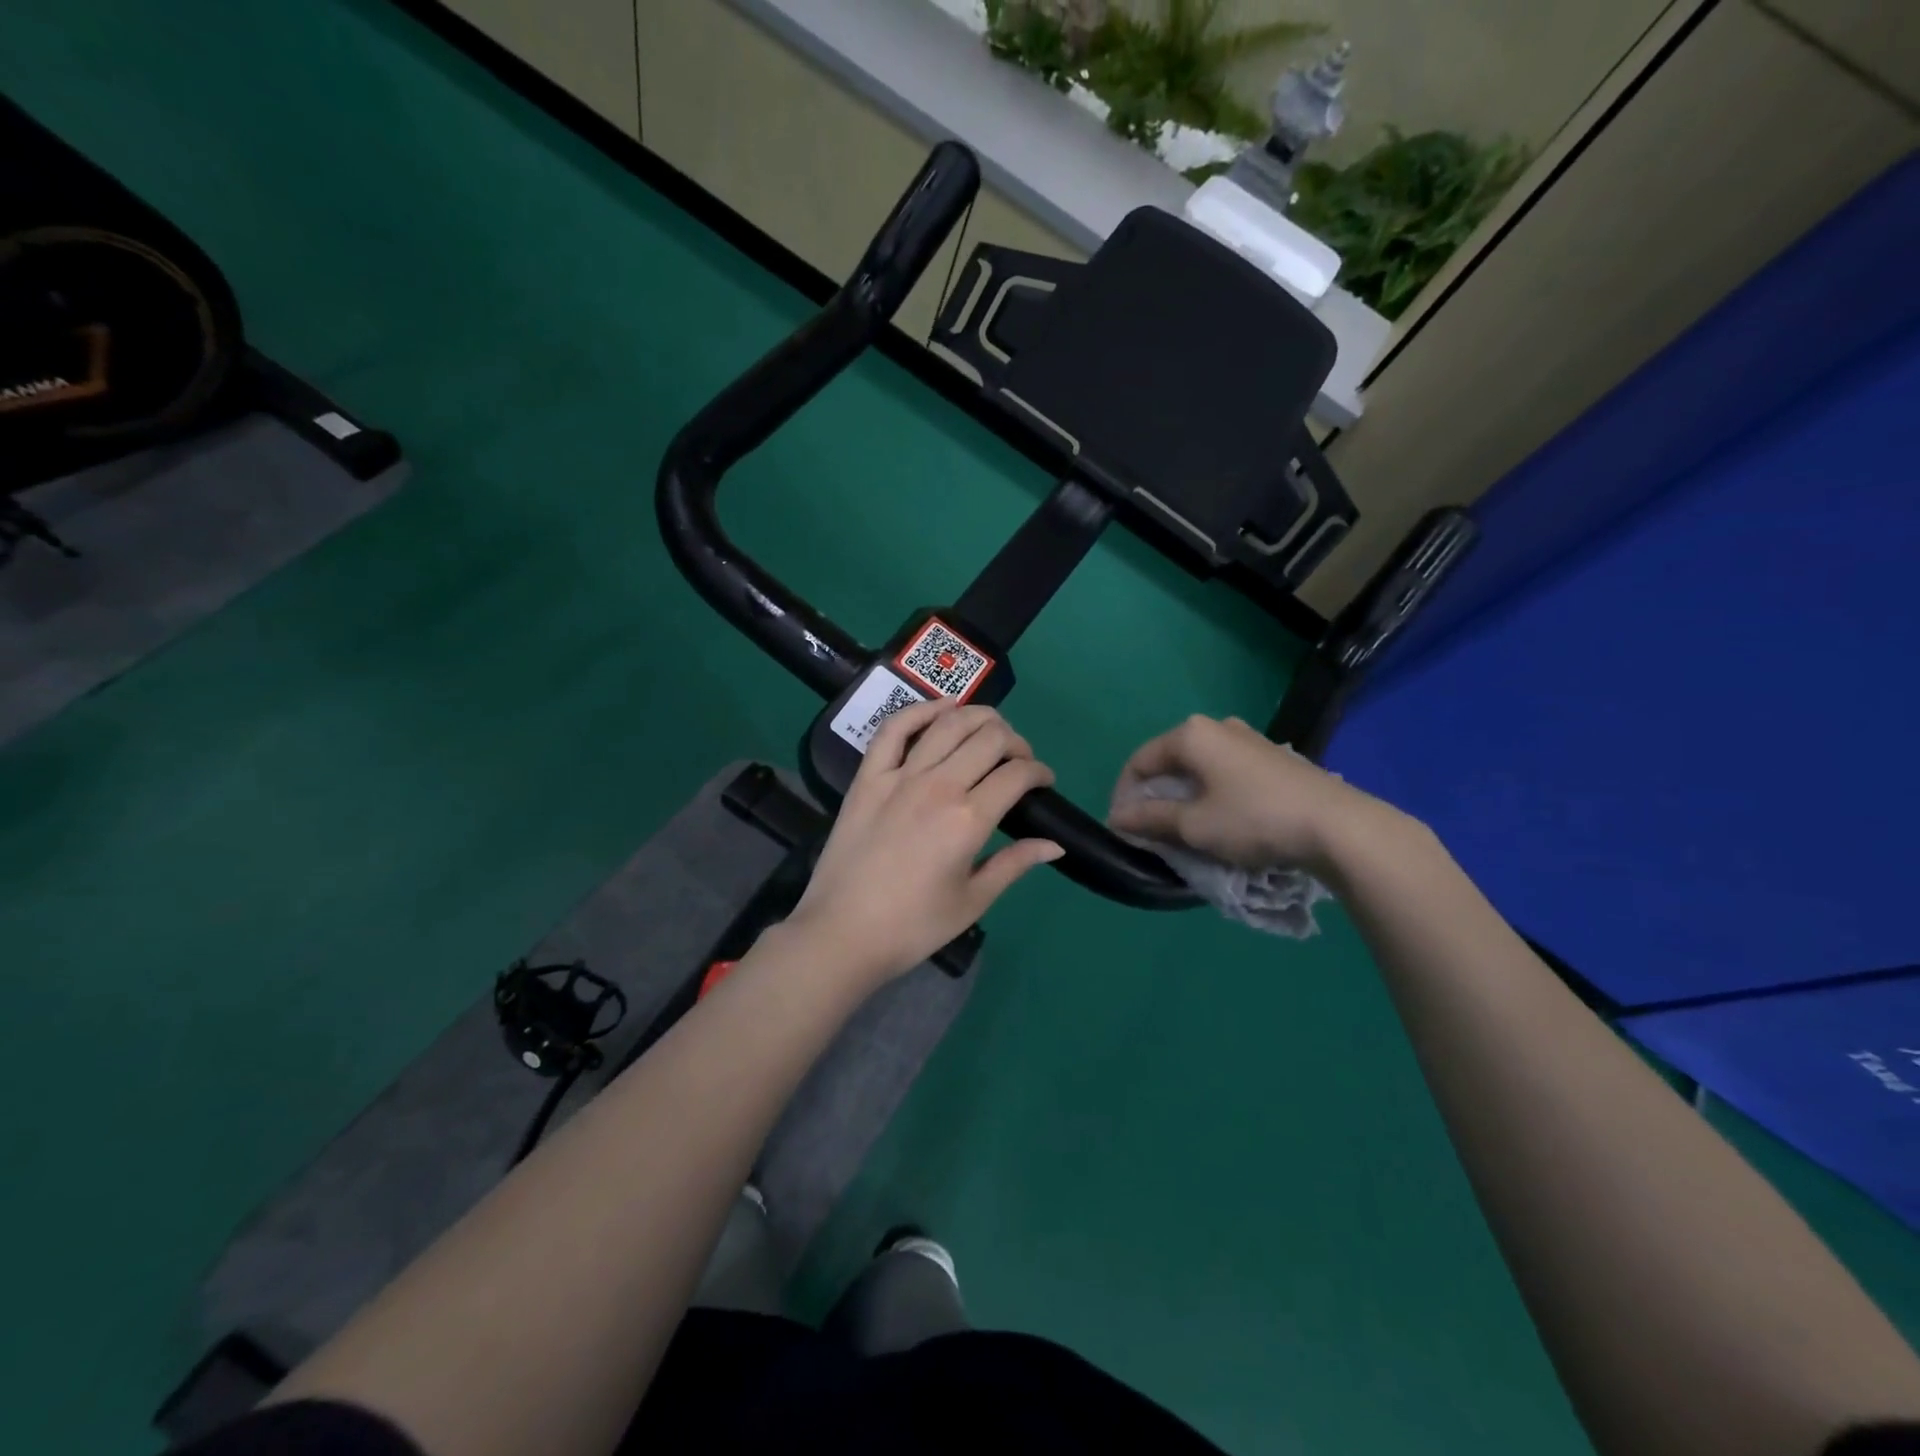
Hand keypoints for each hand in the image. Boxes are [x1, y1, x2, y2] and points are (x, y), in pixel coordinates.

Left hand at [785, 699, 1062, 985]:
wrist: (842, 933)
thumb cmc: (913, 926)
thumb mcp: (973, 901)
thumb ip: (1015, 864)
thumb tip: (1055, 844)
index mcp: (968, 819)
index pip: (1017, 774)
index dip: (1039, 772)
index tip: (1044, 782)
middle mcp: (938, 785)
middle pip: (989, 738)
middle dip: (1016, 742)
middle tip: (1019, 760)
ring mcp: (899, 776)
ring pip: (948, 723)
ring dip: (979, 717)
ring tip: (991, 729)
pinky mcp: (868, 777)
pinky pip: (894, 729)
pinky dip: (921, 710)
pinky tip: (941, 709)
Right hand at [1108, 714, 1402, 877]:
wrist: (1338, 826)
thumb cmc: (1254, 820)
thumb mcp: (1194, 825)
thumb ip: (1150, 818)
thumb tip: (1116, 818)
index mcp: (1191, 734)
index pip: (1139, 762)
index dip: (1124, 796)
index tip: (1123, 829)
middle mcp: (1217, 727)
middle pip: (1169, 762)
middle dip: (1154, 797)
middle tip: (1152, 832)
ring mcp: (1248, 739)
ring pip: (1198, 768)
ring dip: (1183, 797)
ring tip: (1185, 830)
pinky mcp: (1272, 757)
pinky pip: (1224, 772)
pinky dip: (1211, 794)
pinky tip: (1220, 820)